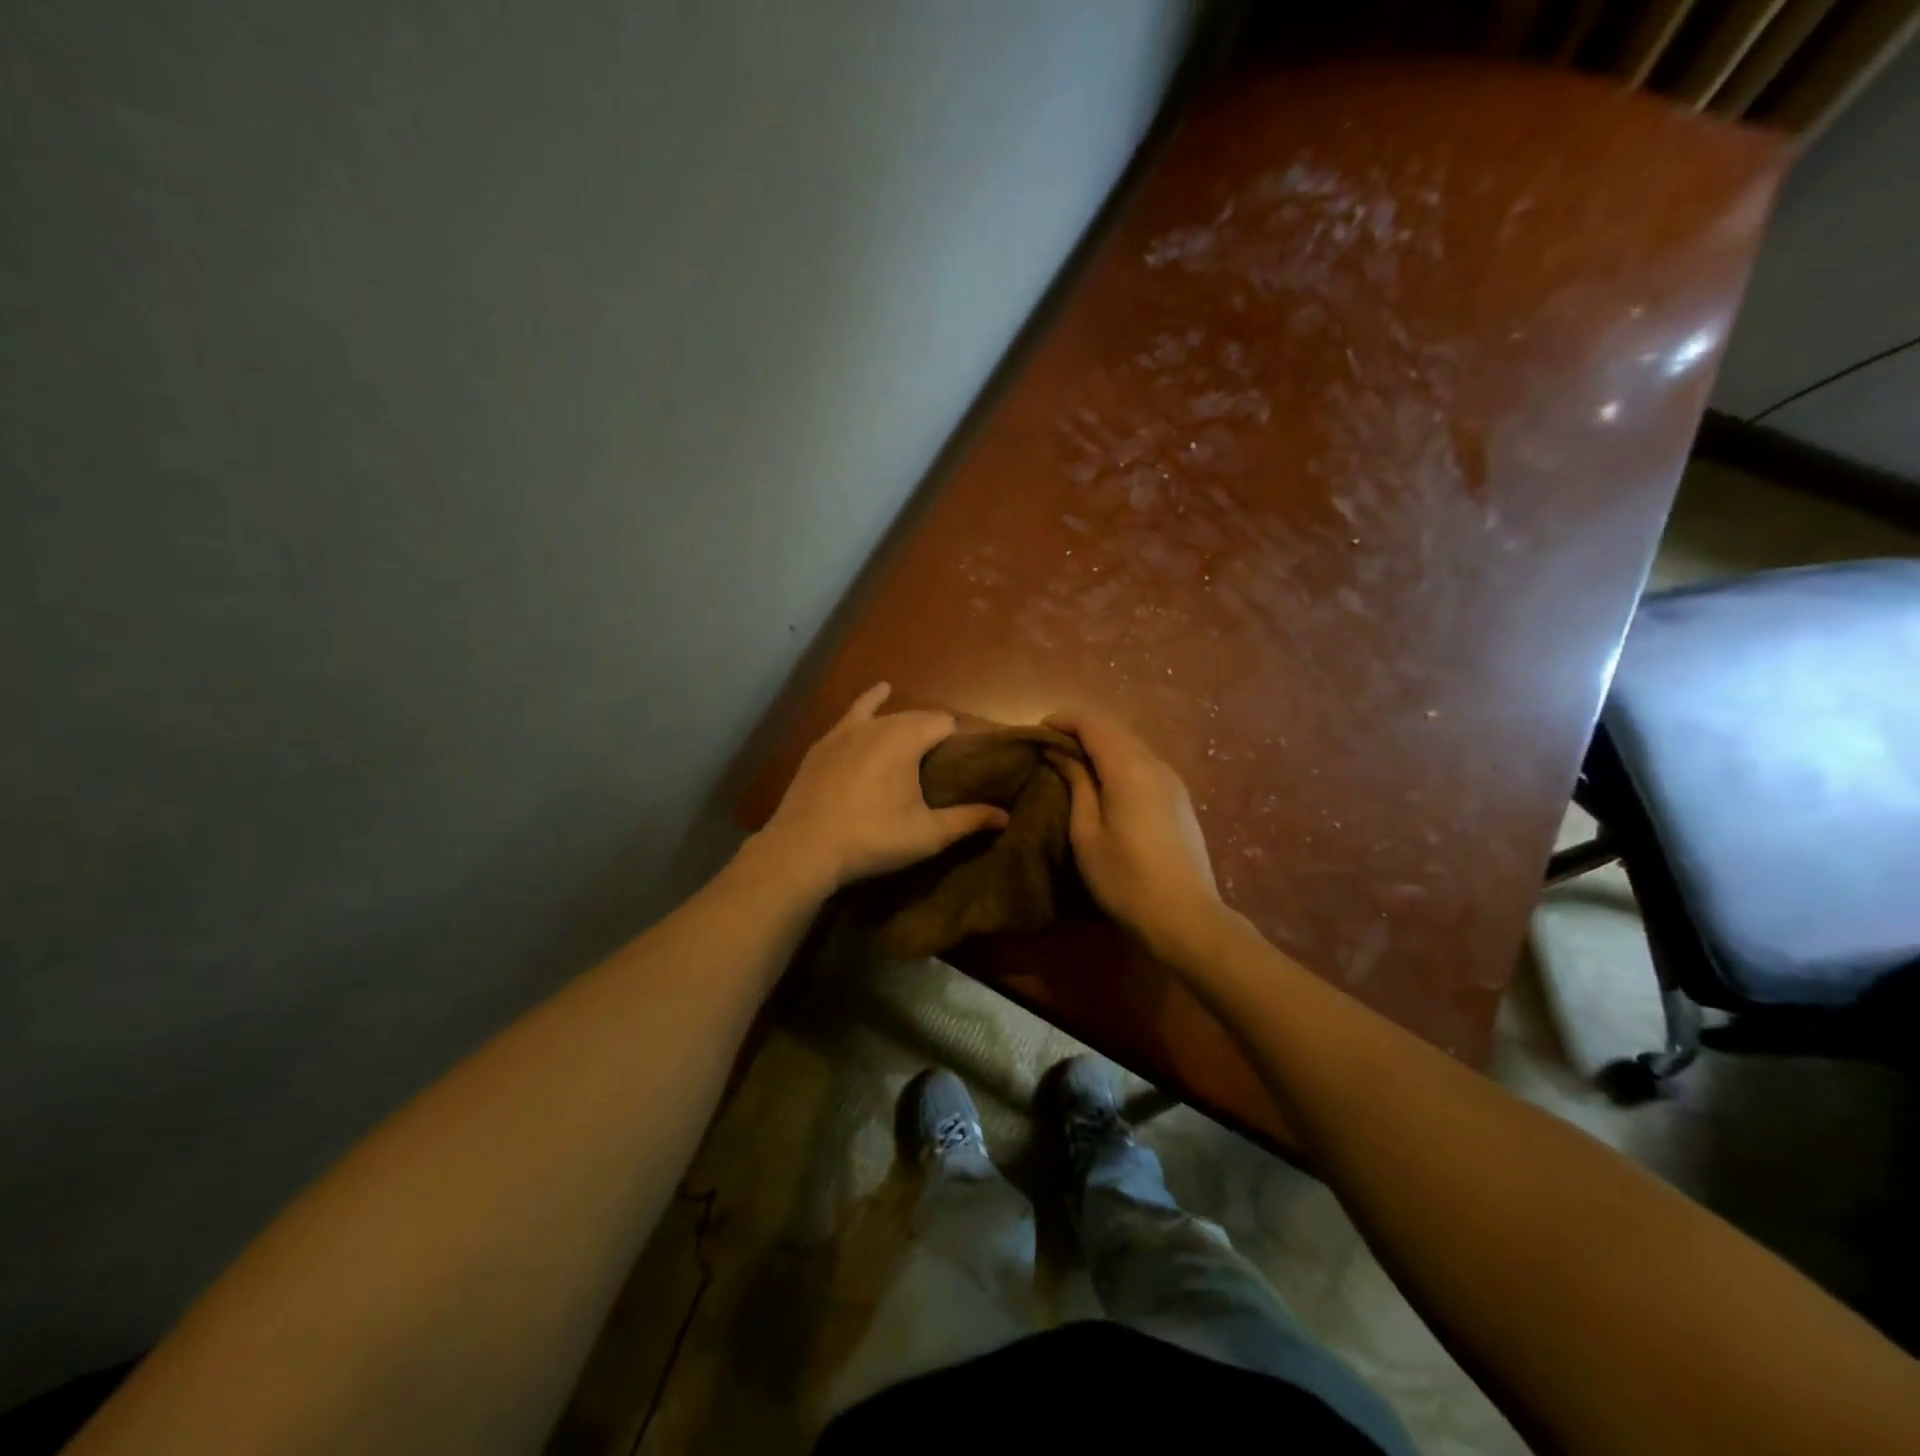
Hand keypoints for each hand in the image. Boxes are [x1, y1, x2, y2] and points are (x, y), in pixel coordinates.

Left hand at [756, 684, 1008, 890]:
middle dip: (934, 733)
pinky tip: (878, 693)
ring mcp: (846, 730)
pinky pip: (853, 713)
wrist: (803, 848)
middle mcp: (878, 724)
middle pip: (917, 718)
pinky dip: (870, 703)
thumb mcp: (926, 834)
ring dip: (905, 724)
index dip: (960, 738)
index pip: (945, 723)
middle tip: (944, 763)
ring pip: (887, 715)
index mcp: (906, 739)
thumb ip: (968, 820)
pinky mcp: (824, 743)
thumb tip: (1005, 816)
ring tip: (918, 737)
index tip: (968, 760)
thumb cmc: (872, 838)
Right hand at [1044, 710, 1226, 956]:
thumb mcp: (1087, 834)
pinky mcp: (1180, 798)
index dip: (1064, 720)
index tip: (1038, 730)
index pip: (1094, 725)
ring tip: (1074, 761)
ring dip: (1102, 745)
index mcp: (1128, 769)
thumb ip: (1077, 785)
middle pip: (1115, 731)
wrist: (1185, 916)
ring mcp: (1173, 781)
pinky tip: (1106, 781)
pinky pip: (1145, 763)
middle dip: (1082, 730)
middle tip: (1051, 745)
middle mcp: (1155, 765)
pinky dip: (1120, 760)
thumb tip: (1061, 753)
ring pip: (1132, 746)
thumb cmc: (1125, 879)